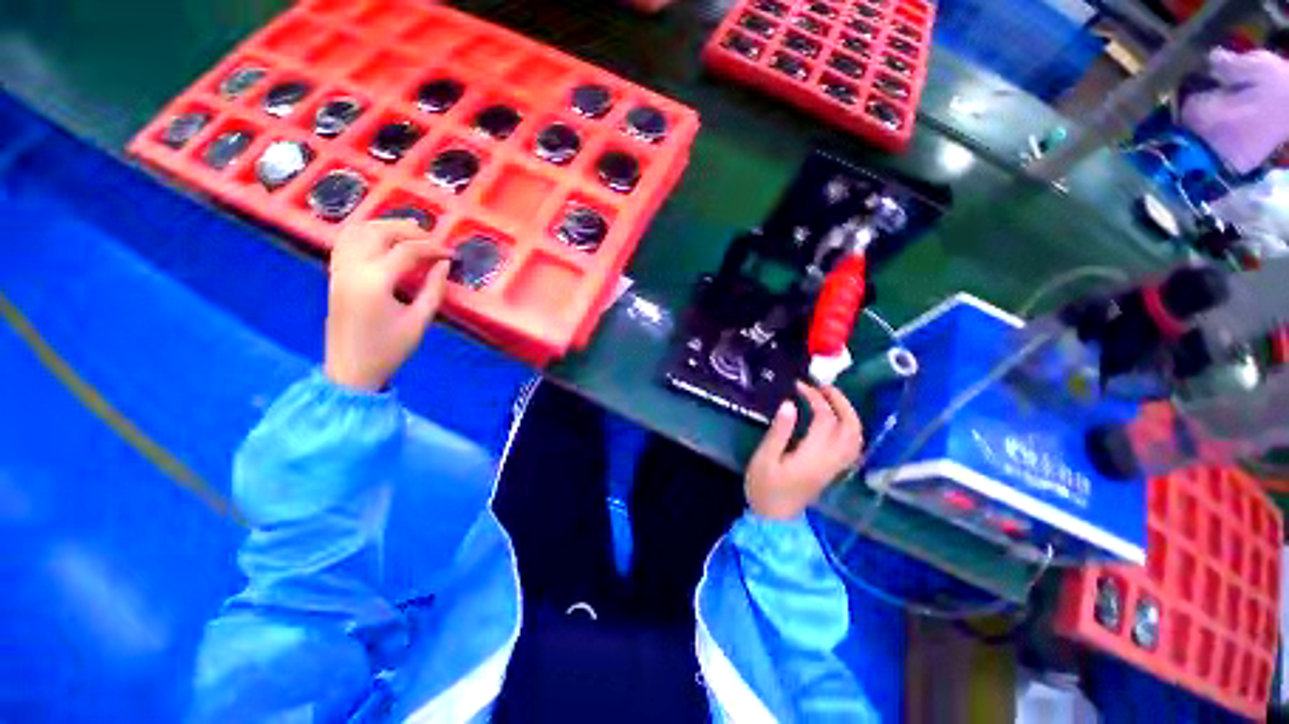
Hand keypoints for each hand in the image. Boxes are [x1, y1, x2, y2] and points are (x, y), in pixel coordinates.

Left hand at [324, 220, 451, 391]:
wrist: (350, 369)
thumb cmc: (389, 349)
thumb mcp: (419, 321)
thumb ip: (434, 290)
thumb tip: (444, 265)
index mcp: (375, 281)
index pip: (407, 251)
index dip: (433, 249)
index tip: (452, 256)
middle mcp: (353, 268)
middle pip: (380, 232)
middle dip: (410, 231)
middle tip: (434, 241)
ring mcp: (339, 269)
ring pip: (359, 230)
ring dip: (386, 226)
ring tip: (411, 233)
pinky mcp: (335, 274)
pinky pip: (346, 241)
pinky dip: (365, 232)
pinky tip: (383, 239)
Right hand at [745, 382, 863, 519]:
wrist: (774, 519)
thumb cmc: (764, 487)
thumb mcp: (764, 458)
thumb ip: (779, 431)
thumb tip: (790, 404)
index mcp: (813, 456)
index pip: (825, 419)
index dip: (815, 398)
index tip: (799, 386)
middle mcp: (831, 460)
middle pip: (851, 426)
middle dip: (841, 402)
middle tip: (823, 386)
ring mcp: (835, 466)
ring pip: (856, 437)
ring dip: (849, 413)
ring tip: (831, 398)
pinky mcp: (833, 470)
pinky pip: (853, 446)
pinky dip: (850, 427)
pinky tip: (836, 420)